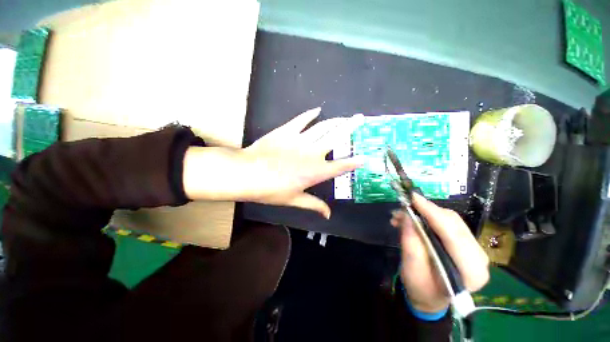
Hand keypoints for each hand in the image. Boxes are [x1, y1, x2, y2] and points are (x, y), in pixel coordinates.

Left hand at [183, 107, 363, 217]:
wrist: (248, 174)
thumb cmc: (271, 190)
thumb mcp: (294, 200)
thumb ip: (313, 205)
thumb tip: (328, 214)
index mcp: (316, 172)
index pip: (341, 167)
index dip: (354, 162)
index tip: (365, 157)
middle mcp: (313, 154)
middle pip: (336, 138)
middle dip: (350, 128)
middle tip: (361, 118)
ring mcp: (300, 140)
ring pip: (322, 127)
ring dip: (335, 121)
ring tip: (344, 117)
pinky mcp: (286, 131)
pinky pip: (301, 120)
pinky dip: (310, 114)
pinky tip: (317, 110)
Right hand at [390, 194, 489, 312]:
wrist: (430, 297)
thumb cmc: (421, 289)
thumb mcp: (411, 269)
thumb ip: (411, 242)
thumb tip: (407, 216)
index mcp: (470, 271)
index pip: (453, 234)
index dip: (432, 213)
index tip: (413, 198)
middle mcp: (478, 258)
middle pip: (454, 223)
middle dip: (427, 210)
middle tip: (404, 206)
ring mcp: (474, 249)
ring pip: (450, 220)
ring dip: (425, 213)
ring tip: (402, 215)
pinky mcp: (465, 243)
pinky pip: (447, 223)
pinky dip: (428, 217)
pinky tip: (411, 219)